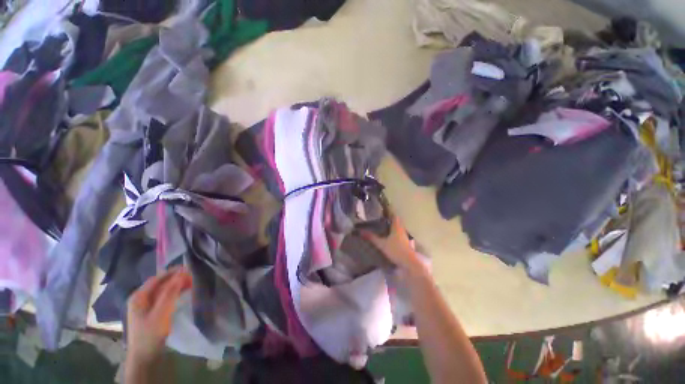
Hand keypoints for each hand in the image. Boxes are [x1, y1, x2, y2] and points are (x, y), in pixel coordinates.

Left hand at [126, 267, 191, 364]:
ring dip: (176, 286)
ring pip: (162, 291)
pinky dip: (173, 294)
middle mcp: (140, 298)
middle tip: (192, 277)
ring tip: (190, 284)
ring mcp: (145, 306)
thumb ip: (170, 293)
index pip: (157, 278)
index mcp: (139, 296)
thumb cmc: (150, 334)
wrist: (144, 357)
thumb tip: (181, 274)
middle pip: (159, 284)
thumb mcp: (161, 313)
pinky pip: (163, 298)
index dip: (173, 273)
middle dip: (175, 279)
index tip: (189, 269)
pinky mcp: (151, 313)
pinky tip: (182, 294)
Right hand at [361, 213, 422, 273]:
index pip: (394, 215)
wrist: (409, 263)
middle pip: (397, 221)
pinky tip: (390, 237)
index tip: (383, 209)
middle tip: (382, 217)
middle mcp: (402, 230)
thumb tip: (361, 231)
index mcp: (397, 227)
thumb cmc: (395, 250)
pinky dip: (395, 233)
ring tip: (385, 226)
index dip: (389, 212)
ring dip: (393, 226)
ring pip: (399, 228)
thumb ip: (372, 237)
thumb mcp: (381, 244)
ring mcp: (405, 236)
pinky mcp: (406, 243)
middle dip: (390, 219)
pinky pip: (400, 234)